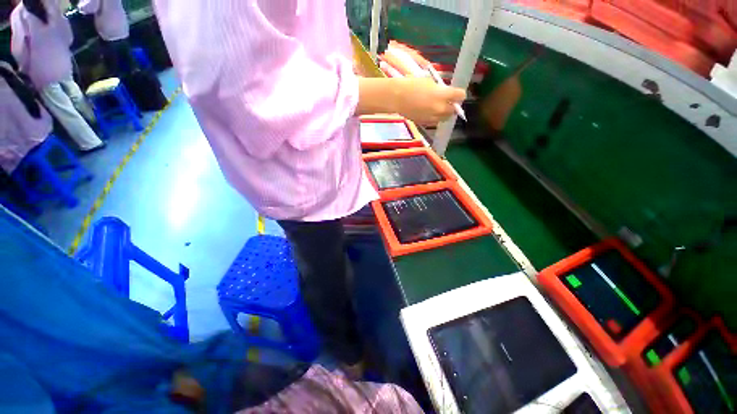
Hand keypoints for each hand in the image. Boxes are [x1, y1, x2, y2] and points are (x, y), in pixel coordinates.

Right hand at [392, 77, 465, 125]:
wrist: (397, 98)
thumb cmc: (412, 85)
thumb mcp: (429, 82)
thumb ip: (440, 90)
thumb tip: (446, 95)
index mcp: (442, 95)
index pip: (460, 96)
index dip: (459, 94)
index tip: (456, 93)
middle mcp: (440, 108)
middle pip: (453, 110)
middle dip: (452, 106)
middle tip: (446, 101)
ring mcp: (432, 117)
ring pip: (444, 118)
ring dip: (444, 113)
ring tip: (437, 108)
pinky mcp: (424, 123)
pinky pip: (434, 121)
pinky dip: (434, 117)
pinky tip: (428, 112)